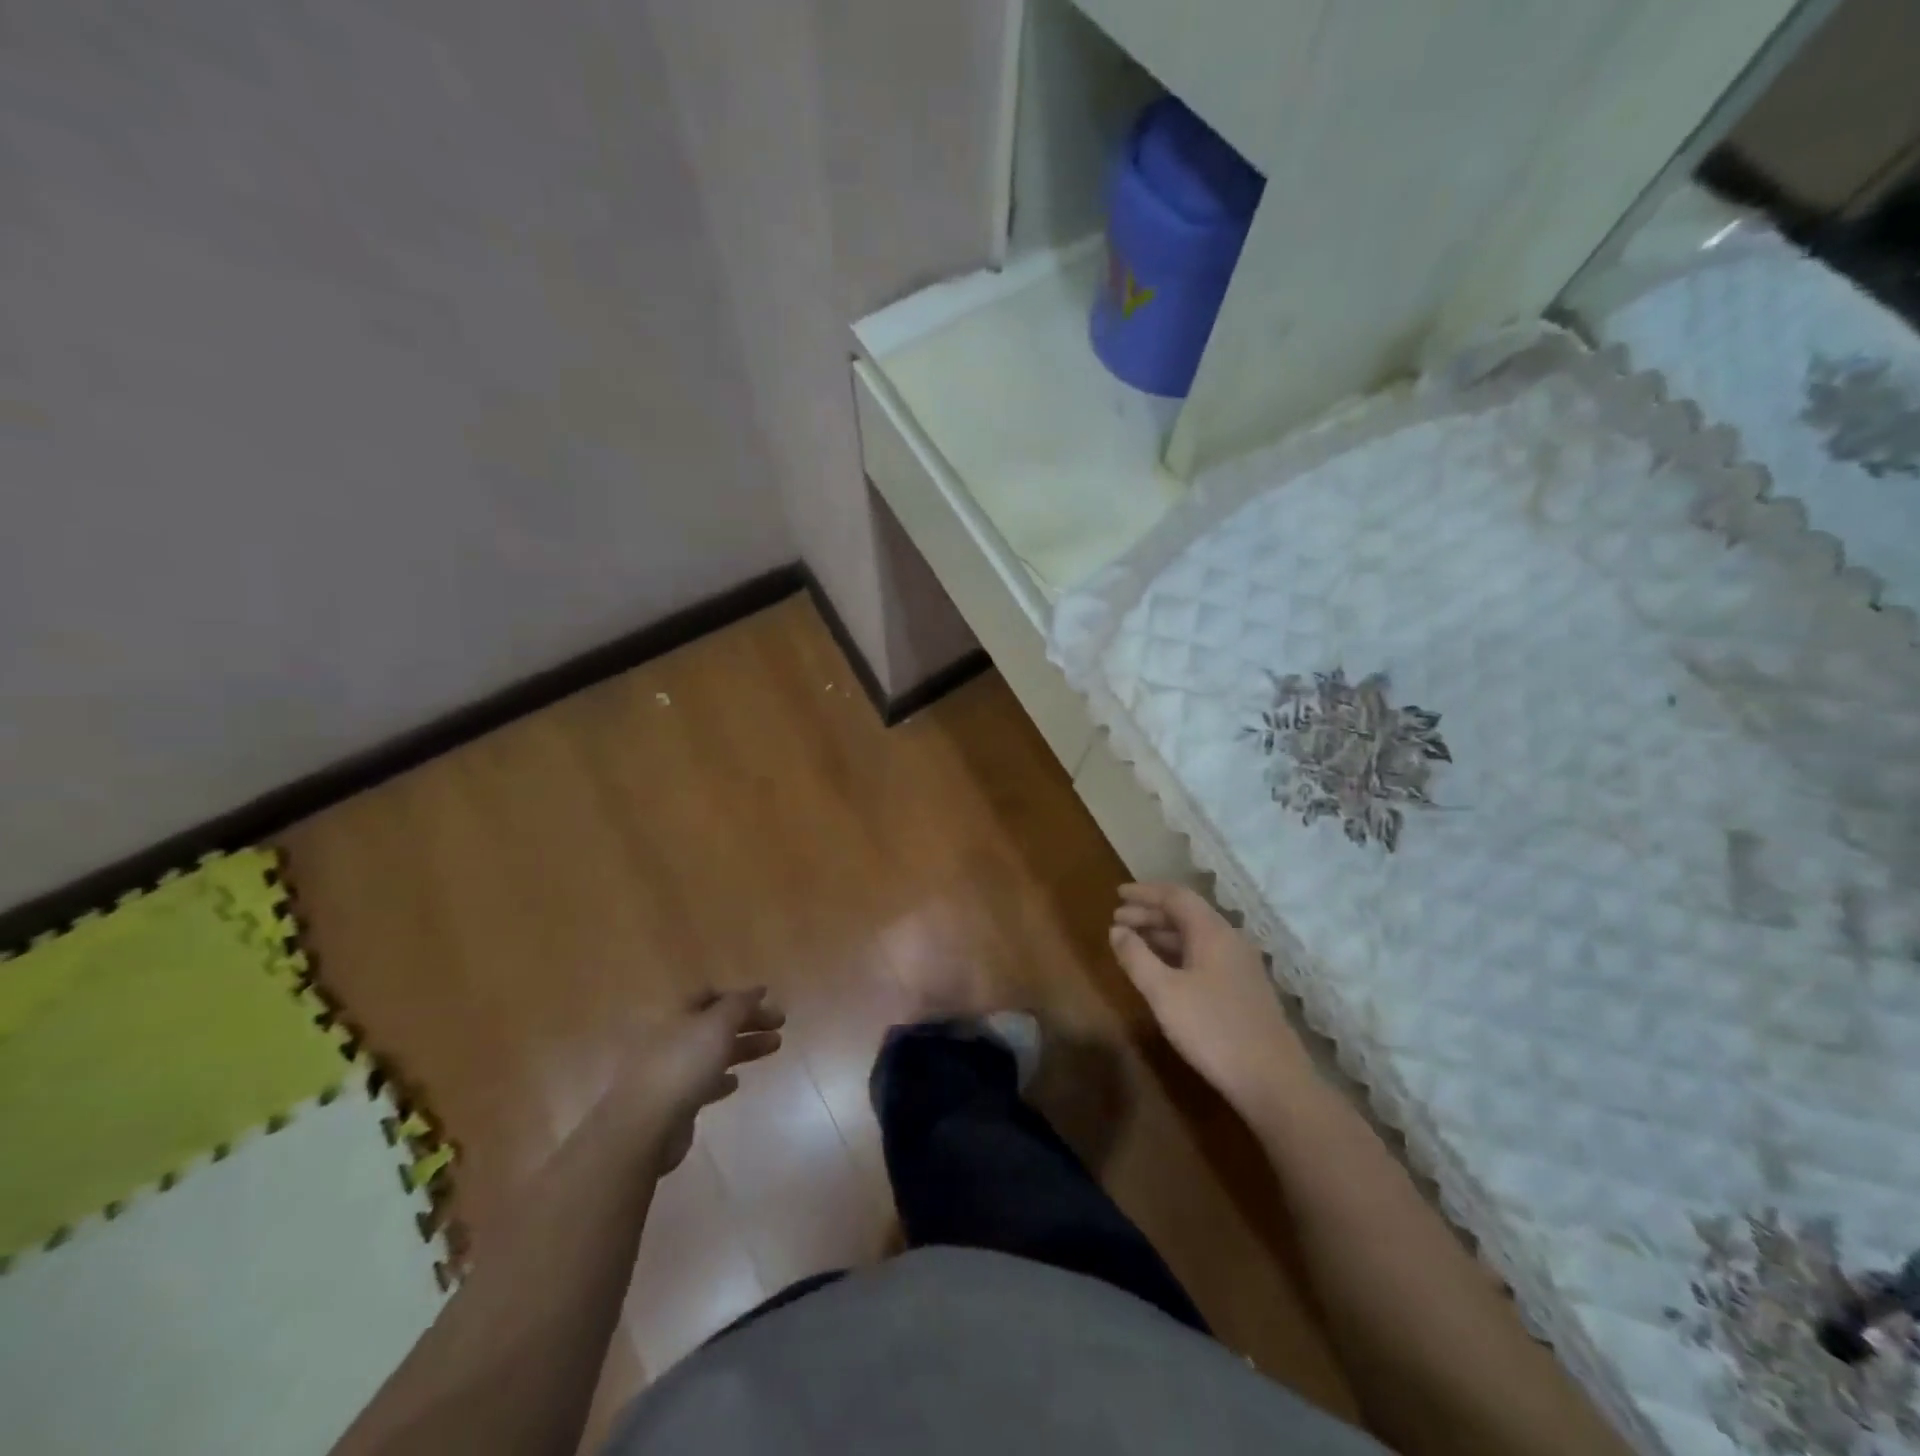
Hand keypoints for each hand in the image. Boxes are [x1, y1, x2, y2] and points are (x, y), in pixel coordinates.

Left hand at [616, 988, 784, 1172]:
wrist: (644, 1127)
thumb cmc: (683, 1064)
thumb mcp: (717, 1024)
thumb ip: (739, 1004)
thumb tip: (756, 990)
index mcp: (676, 1013)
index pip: (710, 994)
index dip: (739, 994)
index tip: (767, 997)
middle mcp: (670, 1037)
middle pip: (714, 1023)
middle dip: (749, 1021)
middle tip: (780, 1025)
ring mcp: (669, 1070)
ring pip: (713, 1051)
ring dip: (743, 1047)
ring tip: (774, 1047)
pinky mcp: (672, 1101)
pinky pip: (702, 1082)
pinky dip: (721, 1078)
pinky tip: (736, 1082)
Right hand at [1109, 883, 1306, 1115]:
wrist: (1273, 1081)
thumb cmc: (1213, 1029)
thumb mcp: (1164, 993)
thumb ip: (1136, 957)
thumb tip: (1116, 930)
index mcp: (1212, 932)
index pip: (1176, 896)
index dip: (1145, 892)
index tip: (1117, 894)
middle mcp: (1230, 940)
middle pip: (1186, 914)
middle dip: (1150, 914)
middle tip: (1117, 920)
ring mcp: (1241, 966)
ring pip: (1196, 937)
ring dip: (1163, 935)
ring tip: (1133, 943)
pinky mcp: (1244, 989)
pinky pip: (1204, 956)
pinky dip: (1177, 954)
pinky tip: (1163, 971)